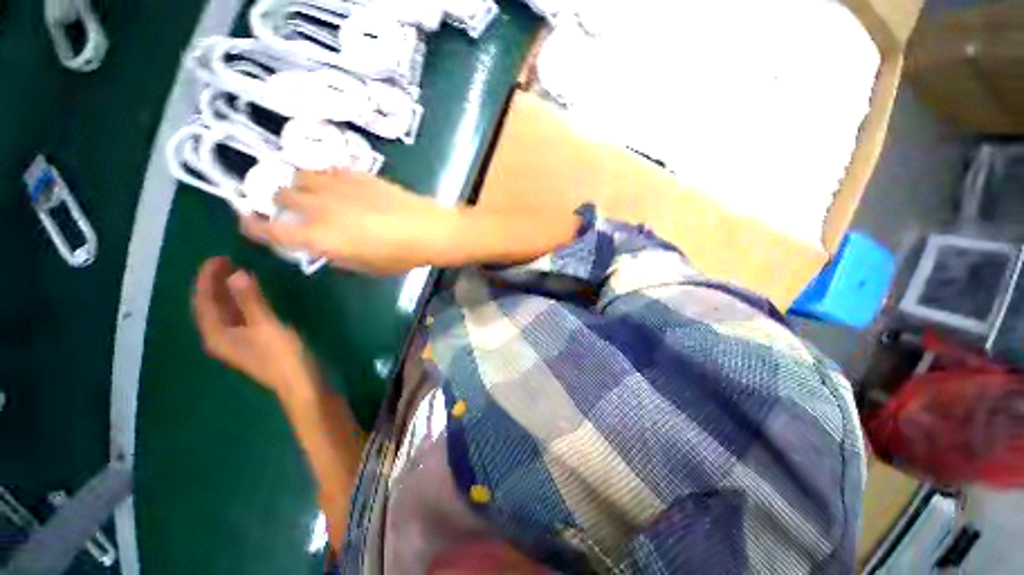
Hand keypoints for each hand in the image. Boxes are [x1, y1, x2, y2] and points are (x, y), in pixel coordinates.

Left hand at [192, 257, 313, 398]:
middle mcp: (221, 337)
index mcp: (217, 334)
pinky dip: (241, 301)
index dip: (206, 278)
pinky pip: (238, 315)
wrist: (301, 384)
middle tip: (229, 260)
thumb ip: (251, 300)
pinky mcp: (253, 341)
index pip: (203, 301)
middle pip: (210, 305)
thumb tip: (236, 273)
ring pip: (224, 311)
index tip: (218, 257)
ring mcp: (237, 340)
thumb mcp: (267, 326)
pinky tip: (252, 294)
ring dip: (228, 291)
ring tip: (238, 271)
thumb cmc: (283, 356)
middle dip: (215, 283)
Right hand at [240, 169, 460, 274]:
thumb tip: (322, 243)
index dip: (254, 227)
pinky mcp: (355, 173)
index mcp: (319, 237)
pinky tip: (338, 186)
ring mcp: (336, 186)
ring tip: (315, 195)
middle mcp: (318, 207)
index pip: (271, 231)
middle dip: (280, 204)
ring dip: (300, 186)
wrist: (428, 229)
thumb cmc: (400, 255)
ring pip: (299, 176)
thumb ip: (335, 253)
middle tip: (292, 211)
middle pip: (280, 197)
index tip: (248, 224)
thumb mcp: (364, 266)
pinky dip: (325, 178)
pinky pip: (327, 170)